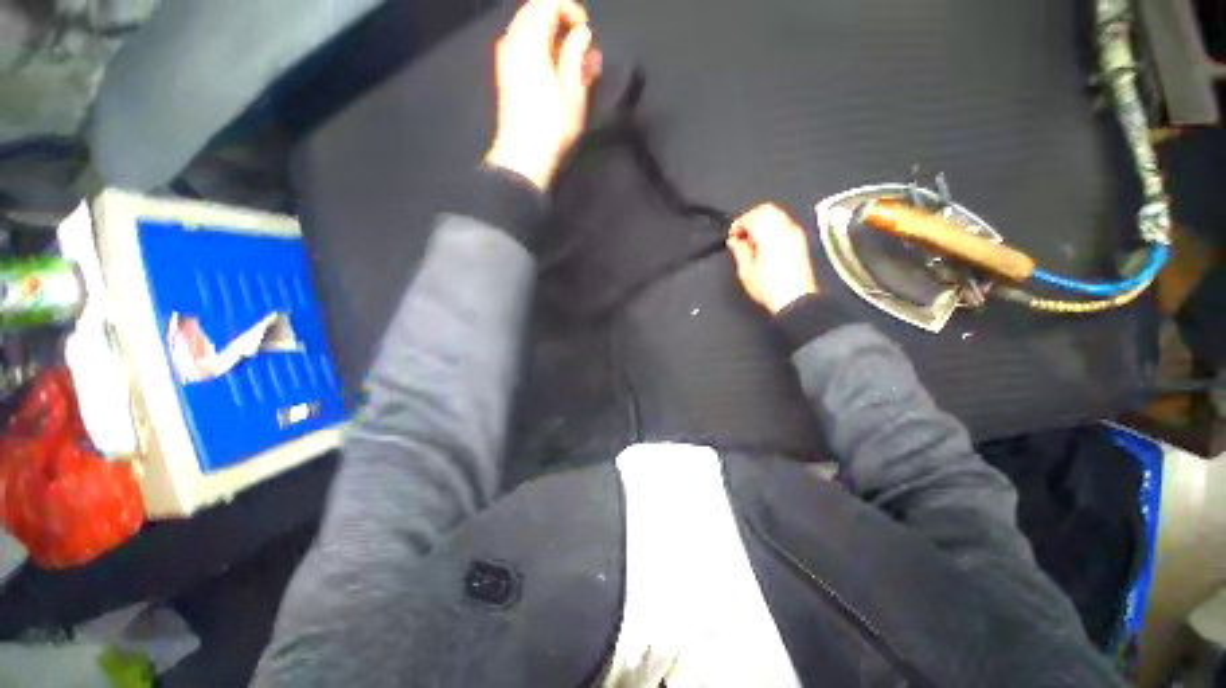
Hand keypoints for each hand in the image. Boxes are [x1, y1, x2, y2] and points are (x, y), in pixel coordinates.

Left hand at [485, 0, 601, 189]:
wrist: (524, 156)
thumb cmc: (552, 126)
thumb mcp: (573, 91)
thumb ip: (577, 54)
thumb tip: (582, 34)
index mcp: (530, 40)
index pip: (548, 2)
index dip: (571, 10)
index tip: (586, 32)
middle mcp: (513, 41)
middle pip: (536, 12)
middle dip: (562, 22)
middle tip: (582, 47)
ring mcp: (506, 58)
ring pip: (529, 30)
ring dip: (553, 38)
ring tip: (574, 63)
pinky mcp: (506, 75)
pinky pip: (523, 47)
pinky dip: (542, 51)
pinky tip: (557, 72)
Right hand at [727, 203, 819, 313]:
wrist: (794, 299)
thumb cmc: (768, 287)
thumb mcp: (746, 271)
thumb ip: (740, 251)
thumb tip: (735, 241)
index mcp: (770, 234)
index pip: (751, 217)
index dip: (738, 224)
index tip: (732, 236)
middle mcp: (784, 229)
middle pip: (766, 210)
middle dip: (750, 219)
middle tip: (741, 235)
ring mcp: (795, 233)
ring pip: (776, 214)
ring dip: (761, 222)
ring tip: (752, 240)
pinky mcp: (800, 241)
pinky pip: (784, 223)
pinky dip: (771, 227)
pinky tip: (764, 243)